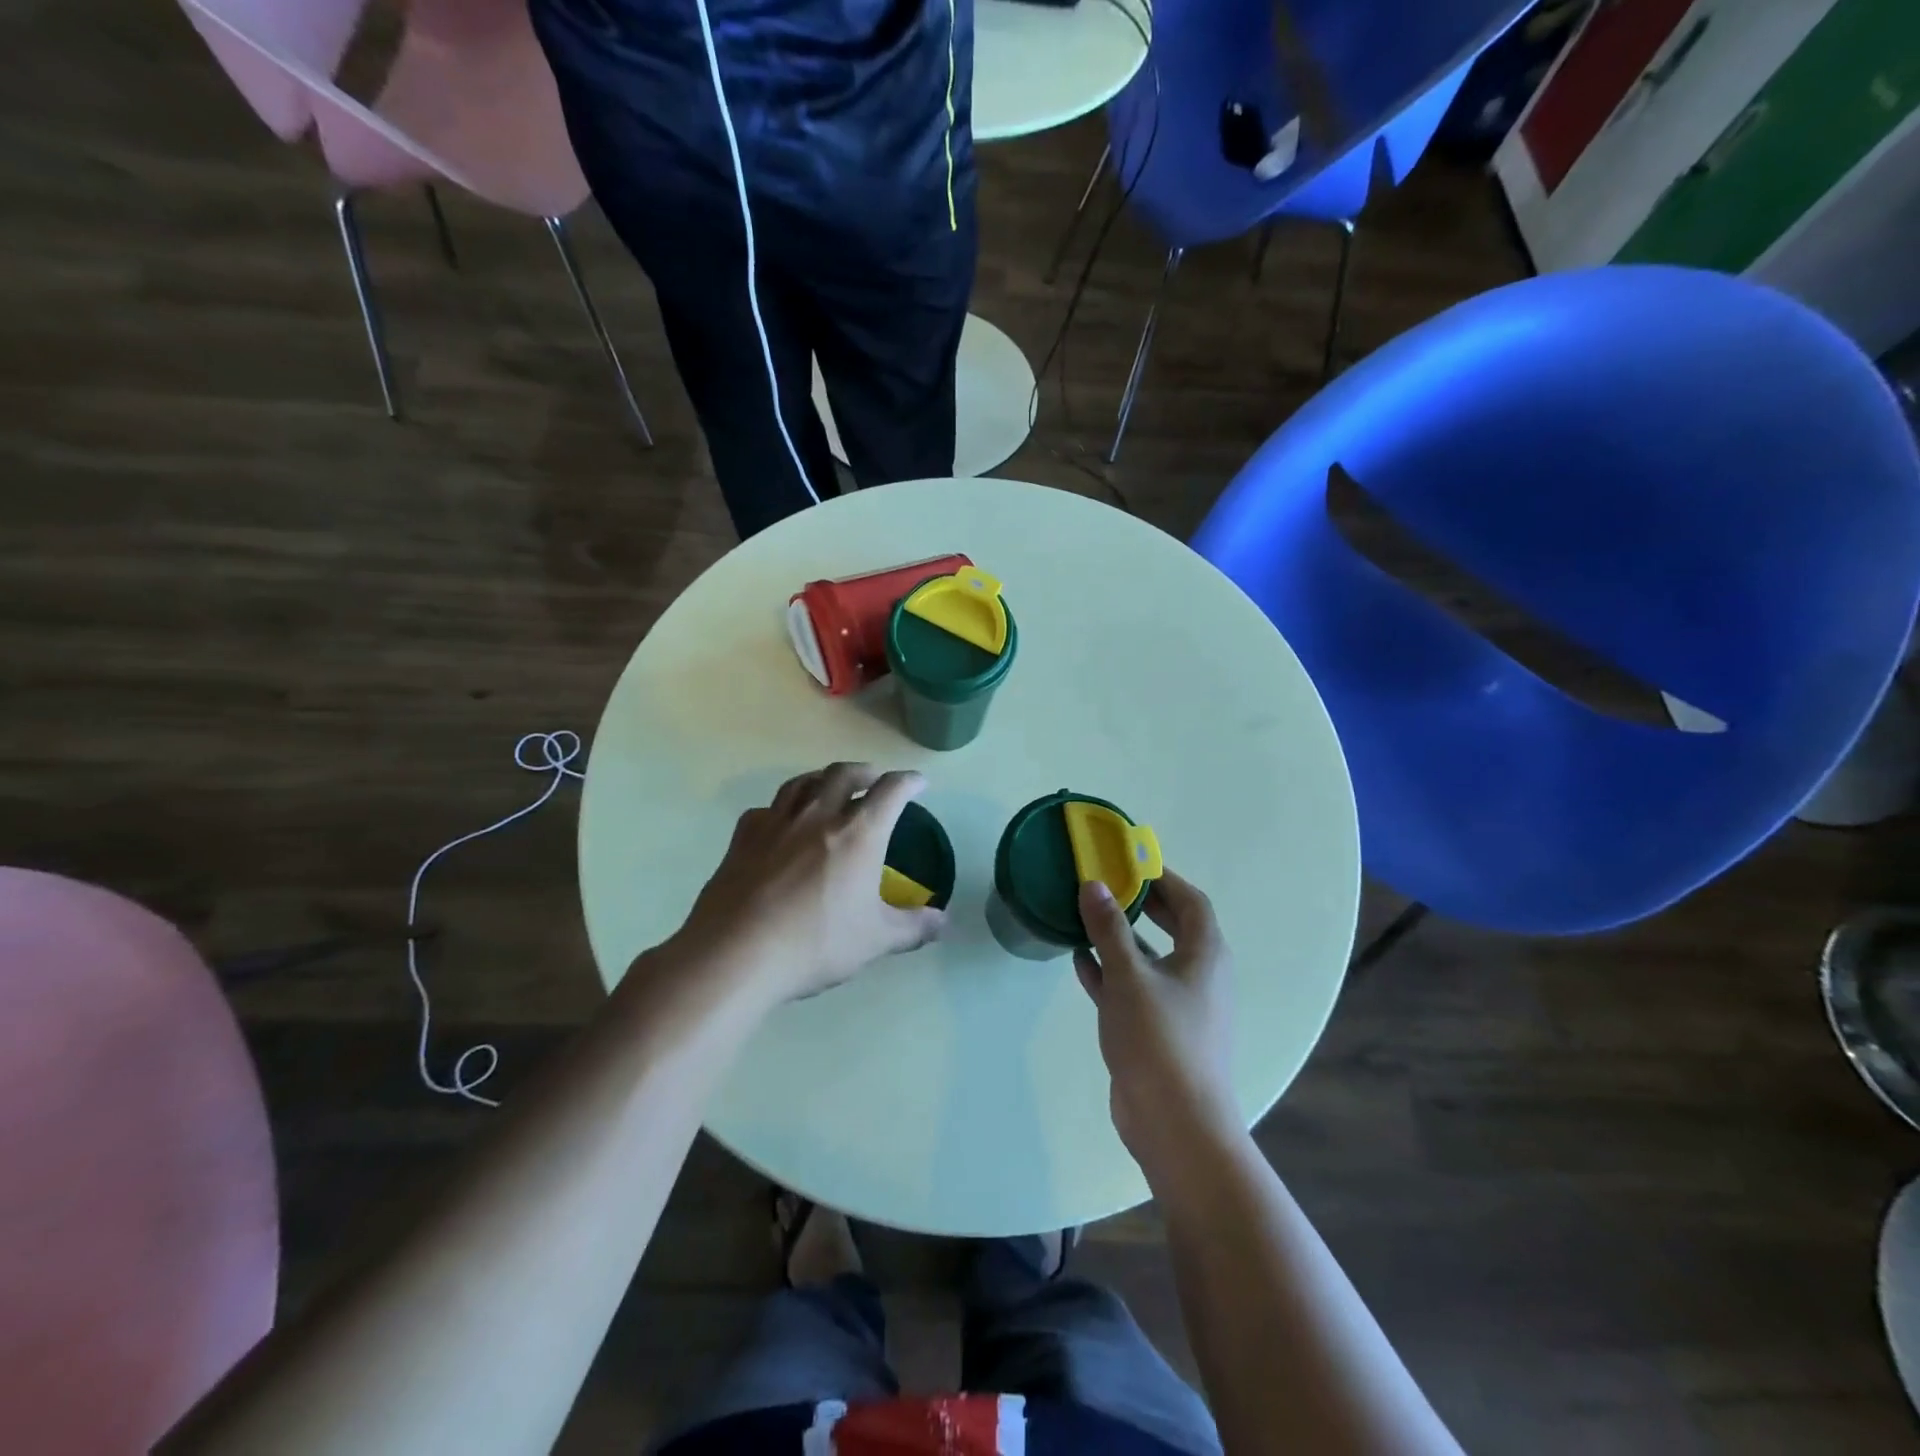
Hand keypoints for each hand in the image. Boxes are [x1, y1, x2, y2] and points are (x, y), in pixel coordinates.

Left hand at [674, 763, 944, 1007]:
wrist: (736, 953)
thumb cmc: (815, 943)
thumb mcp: (875, 940)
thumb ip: (913, 927)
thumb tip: (943, 921)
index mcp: (858, 833)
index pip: (891, 791)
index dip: (909, 781)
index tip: (918, 782)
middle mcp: (818, 815)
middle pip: (844, 774)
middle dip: (865, 771)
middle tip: (874, 779)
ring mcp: (776, 822)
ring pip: (803, 783)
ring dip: (823, 778)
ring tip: (830, 786)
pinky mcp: (743, 837)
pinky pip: (767, 809)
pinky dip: (782, 807)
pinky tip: (781, 822)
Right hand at [1074, 871, 1237, 1182]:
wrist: (1176, 1124)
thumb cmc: (1160, 1039)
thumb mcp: (1129, 976)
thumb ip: (1109, 929)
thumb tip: (1094, 885)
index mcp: (1205, 955)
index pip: (1190, 901)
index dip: (1162, 877)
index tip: (1128, 862)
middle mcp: (1198, 975)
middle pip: (1172, 927)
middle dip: (1140, 905)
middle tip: (1105, 885)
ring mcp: (1179, 1005)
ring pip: (1149, 959)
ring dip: (1120, 939)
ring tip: (1084, 917)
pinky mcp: (1158, 1031)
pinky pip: (1134, 989)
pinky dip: (1111, 973)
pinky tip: (1079, 963)